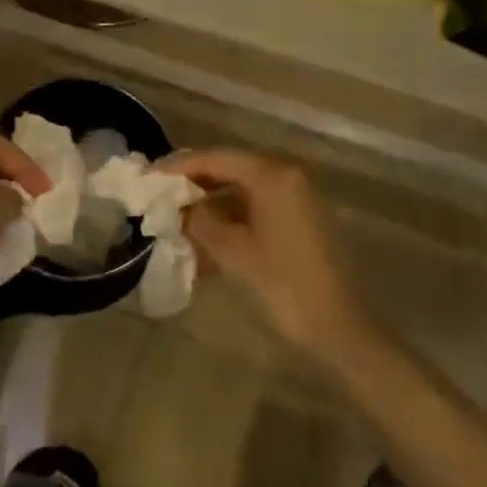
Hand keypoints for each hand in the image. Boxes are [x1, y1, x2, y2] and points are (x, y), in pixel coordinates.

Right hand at [159, 150, 359, 350]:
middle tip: (159, 197)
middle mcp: (287, 175)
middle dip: (193, 184)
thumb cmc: (283, 284)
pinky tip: (206, 240)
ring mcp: (296, 197)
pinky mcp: (300, 219)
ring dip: (210, 204)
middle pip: (229, 169)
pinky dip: (230, 219)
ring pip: (241, 190)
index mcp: (272, 175)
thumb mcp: (232, 251)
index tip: (148, 178)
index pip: (216, 159)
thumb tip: (178, 208)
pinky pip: (256, 207)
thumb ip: (199, 221)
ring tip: (178, 222)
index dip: (179, 168)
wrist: (338, 328)